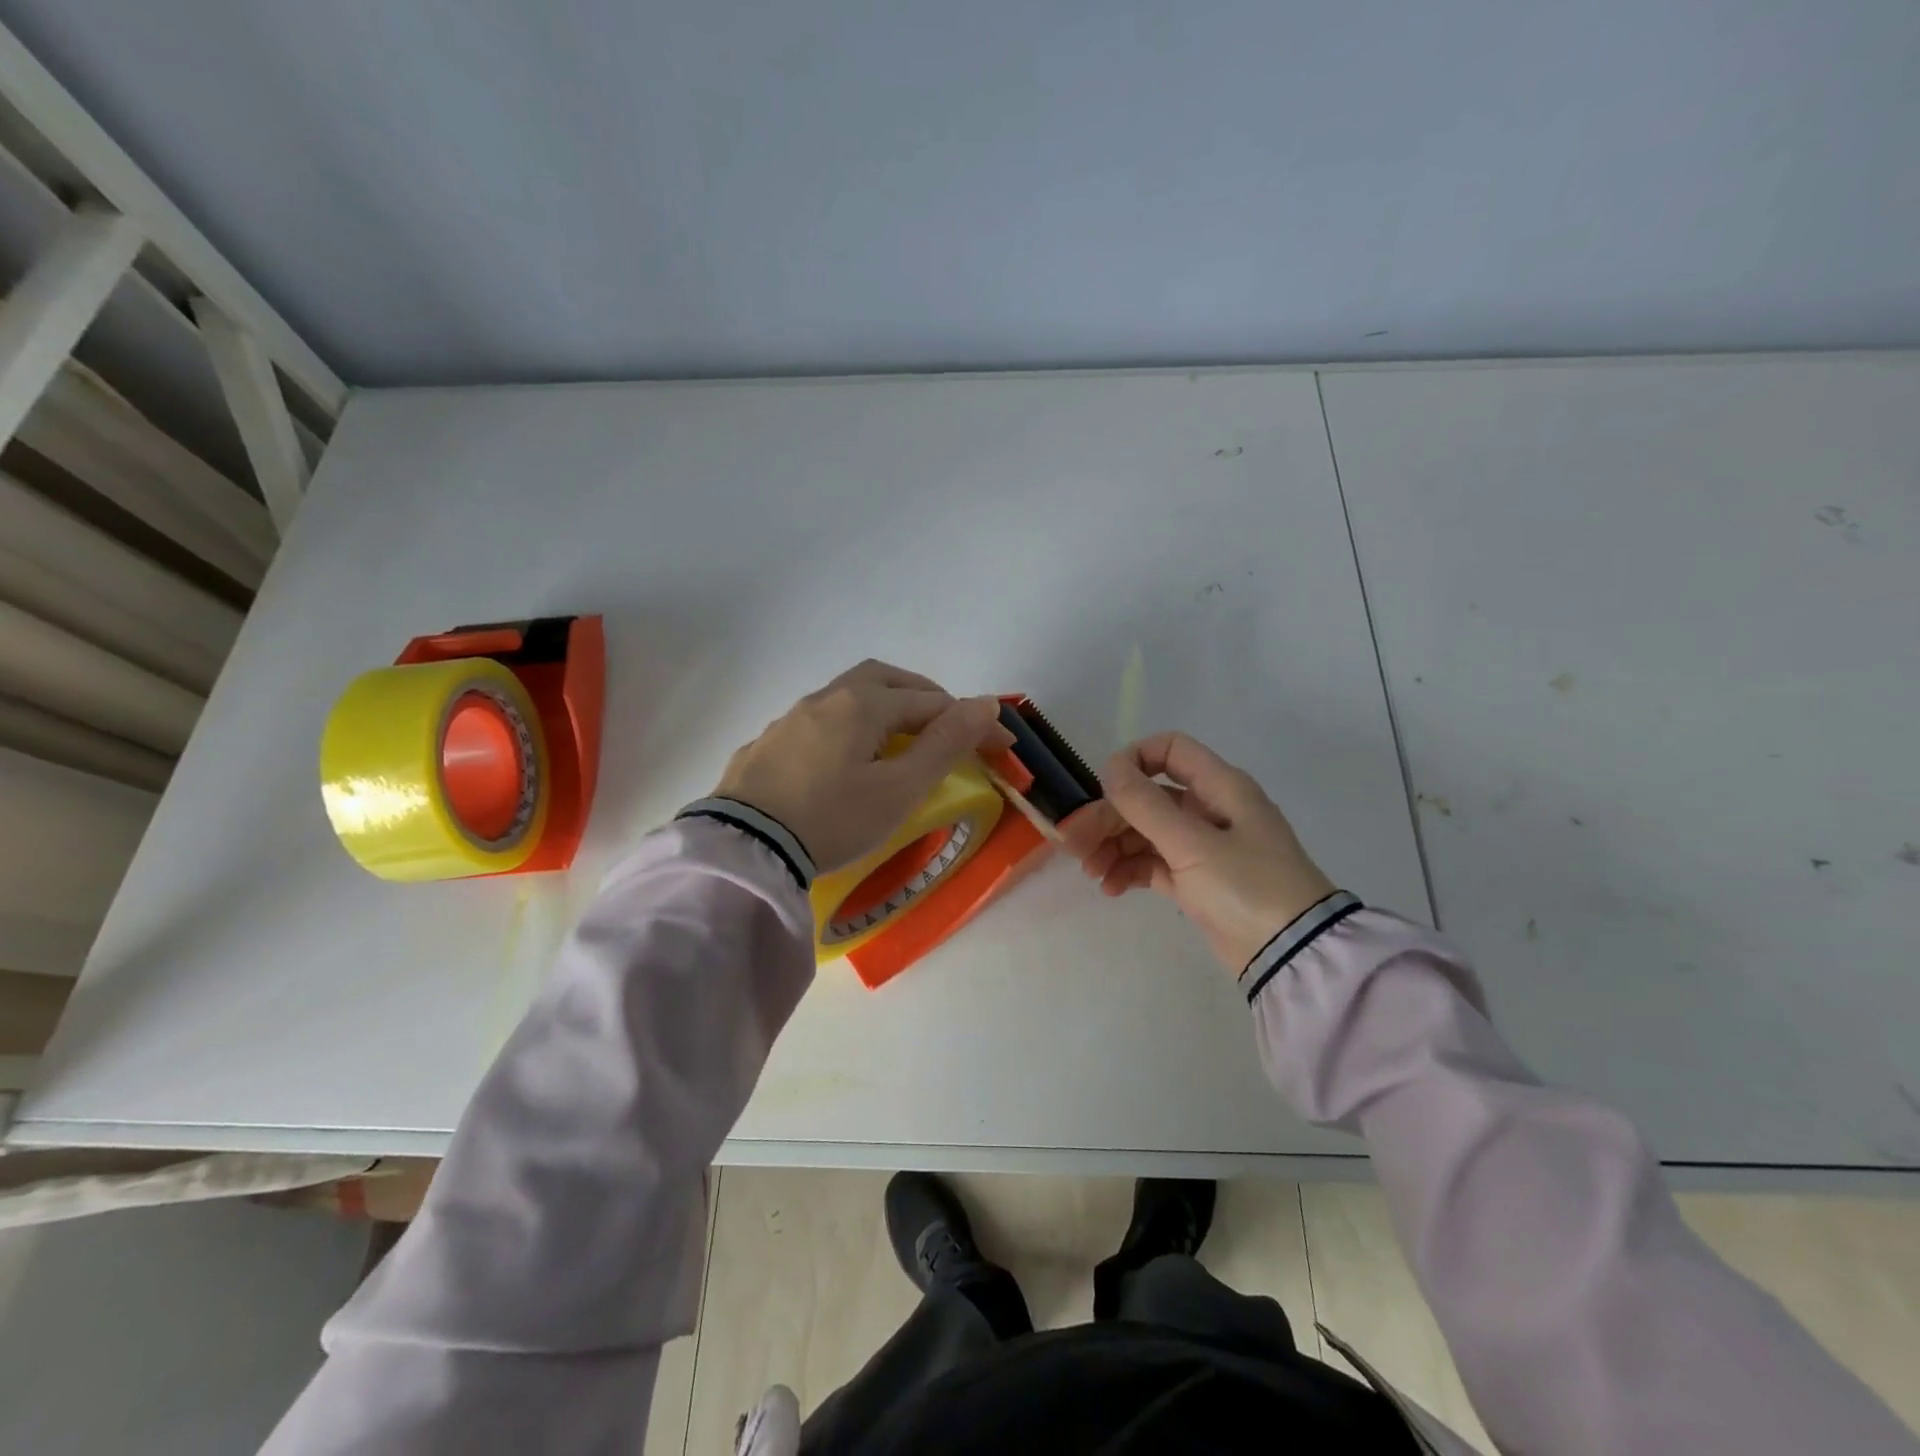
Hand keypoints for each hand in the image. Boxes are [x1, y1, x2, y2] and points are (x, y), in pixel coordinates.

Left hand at [714, 660, 1014, 873]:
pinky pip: (820, 721)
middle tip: (948, 725)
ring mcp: (791, 718)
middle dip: (924, 696)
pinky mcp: (768, 744)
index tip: (1002, 746)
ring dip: (885, 708)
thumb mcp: (900, 788)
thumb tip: (986, 703)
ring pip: (849, 696)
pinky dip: (850, 728)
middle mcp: (826, 698)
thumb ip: (945, 743)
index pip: (933, 702)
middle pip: (886, 679)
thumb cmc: (833, 819)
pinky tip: (845, 759)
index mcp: (863, 703)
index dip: (972, 722)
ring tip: (900, 742)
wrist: (744, 848)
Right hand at [1062, 731, 1335, 972]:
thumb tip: (1110, 766)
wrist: (1292, 955)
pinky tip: (1110, 888)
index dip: (1133, 760)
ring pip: (1145, 832)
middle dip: (1108, 818)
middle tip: (1073, 845)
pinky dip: (1129, 870)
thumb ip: (1146, 804)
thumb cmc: (1247, 887)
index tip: (1101, 788)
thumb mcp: (1192, 844)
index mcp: (1219, 787)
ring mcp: (1202, 847)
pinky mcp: (1196, 881)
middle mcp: (1210, 809)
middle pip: (1147, 798)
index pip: (1169, 750)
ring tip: (1090, 872)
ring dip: (1113, 846)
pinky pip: (1153, 864)